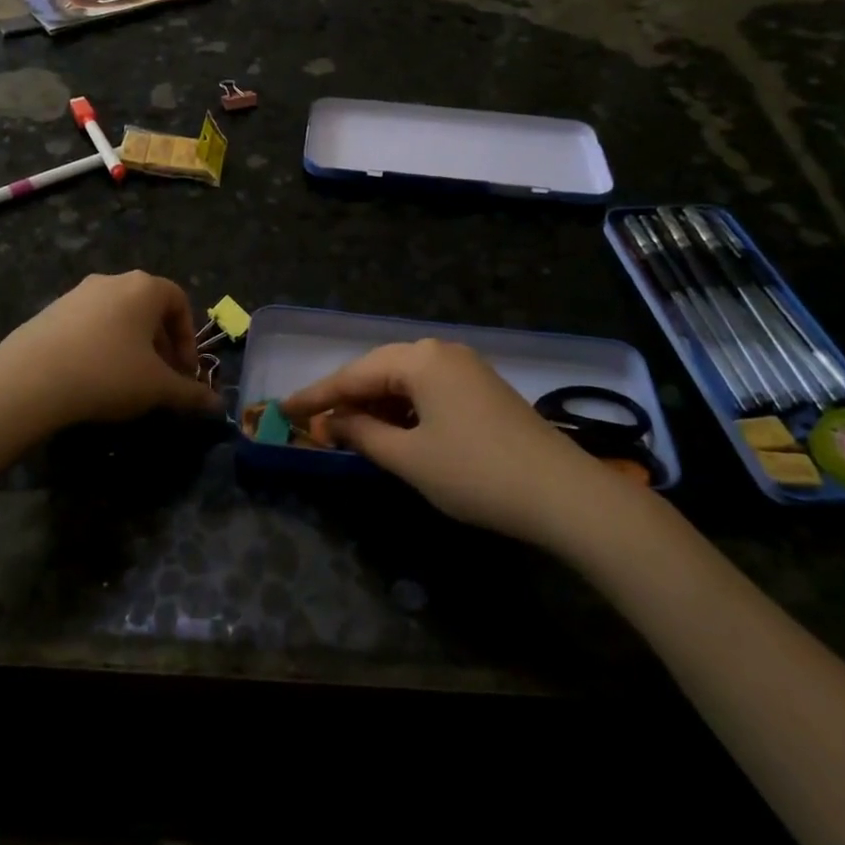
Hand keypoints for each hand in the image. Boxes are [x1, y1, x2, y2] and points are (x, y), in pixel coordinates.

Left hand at [0, 271, 221, 430]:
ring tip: (127, 382)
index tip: (184, 372)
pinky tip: (92, 378)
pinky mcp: (50, 312)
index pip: (179, 301)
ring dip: (131, 346)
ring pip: (117, 316)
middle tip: (160, 380)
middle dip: (160, 344)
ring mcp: (77, 294)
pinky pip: (88, 325)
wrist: (29, 380)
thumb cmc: (107, 374)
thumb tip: (218, 407)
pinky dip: (100, 346)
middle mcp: (112, 281)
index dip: (187, 338)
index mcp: (144, 288)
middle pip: (148, 308)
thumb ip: (190, 394)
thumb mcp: (157, 388)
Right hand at [281, 339, 625, 545]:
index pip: (353, 374)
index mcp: (419, 359)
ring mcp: (465, 368)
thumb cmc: (476, 473)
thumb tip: (330, 421)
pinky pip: (428, 389)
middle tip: (310, 420)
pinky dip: (403, 408)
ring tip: (347, 429)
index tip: (282, 408)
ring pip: (404, 380)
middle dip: (345, 397)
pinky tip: (392, 429)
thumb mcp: (410, 458)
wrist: (563, 493)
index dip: (315, 395)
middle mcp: (440, 352)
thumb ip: (363, 434)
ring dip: (375, 404)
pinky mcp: (482, 388)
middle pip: (378, 370)